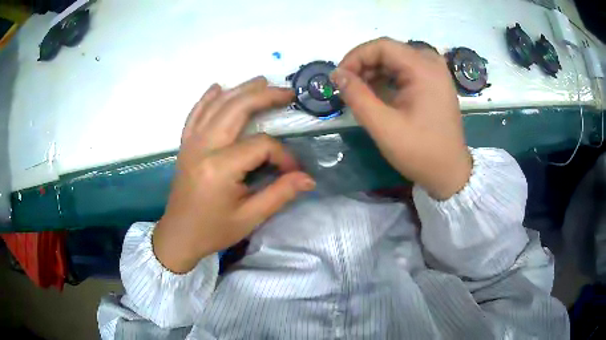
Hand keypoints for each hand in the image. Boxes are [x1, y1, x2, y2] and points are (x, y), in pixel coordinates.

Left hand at [153, 77, 315, 272]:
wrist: (179, 235)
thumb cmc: (213, 230)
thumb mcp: (250, 218)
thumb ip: (280, 194)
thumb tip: (308, 178)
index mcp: (220, 167)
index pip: (261, 145)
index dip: (283, 155)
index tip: (293, 171)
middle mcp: (203, 147)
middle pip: (237, 109)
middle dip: (265, 97)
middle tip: (288, 92)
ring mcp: (191, 143)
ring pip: (217, 105)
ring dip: (241, 90)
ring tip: (262, 81)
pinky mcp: (185, 144)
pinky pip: (195, 113)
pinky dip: (207, 98)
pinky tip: (218, 87)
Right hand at [331, 37, 471, 199]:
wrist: (449, 172)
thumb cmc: (420, 152)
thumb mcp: (384, 126)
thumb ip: (357, 97)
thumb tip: (337, 74)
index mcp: (424, 69)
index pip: (381, 46)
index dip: (355, 57)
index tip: (340, 78)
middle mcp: (432, 63)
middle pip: (389, 51)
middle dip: (364, 65)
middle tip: (348, 87)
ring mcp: (436, 72)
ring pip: (396, 59)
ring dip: (374, 72)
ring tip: (361, 93)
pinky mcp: (435, 82)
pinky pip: (406, 69)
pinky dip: (388, 78)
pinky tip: (379, 94)